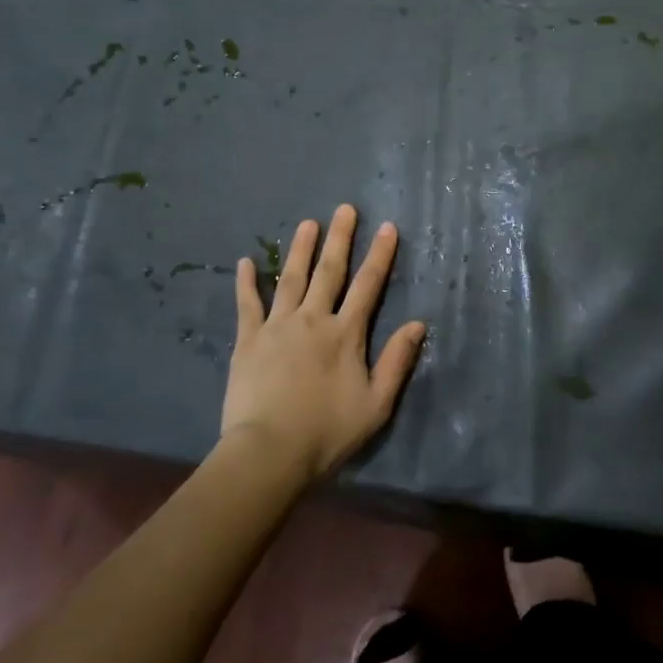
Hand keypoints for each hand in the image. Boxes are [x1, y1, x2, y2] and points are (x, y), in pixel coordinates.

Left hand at [221, 205, 427, 483]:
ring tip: (307, 222)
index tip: (387, 227)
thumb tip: (417, 323)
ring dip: (300, 249)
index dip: (379, 255)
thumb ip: (397, 361)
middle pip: (329, 272)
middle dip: (339, 238)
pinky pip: (247, 304)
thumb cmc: (327, 432)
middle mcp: (313, 320)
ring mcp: (277, 327)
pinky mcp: (248, 341)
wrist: (268, 453)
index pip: (368, 286)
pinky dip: (247, 282)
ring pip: (290, 278)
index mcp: (345, 334)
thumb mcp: (376, 404)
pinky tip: (245, 261)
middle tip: (344, 209)